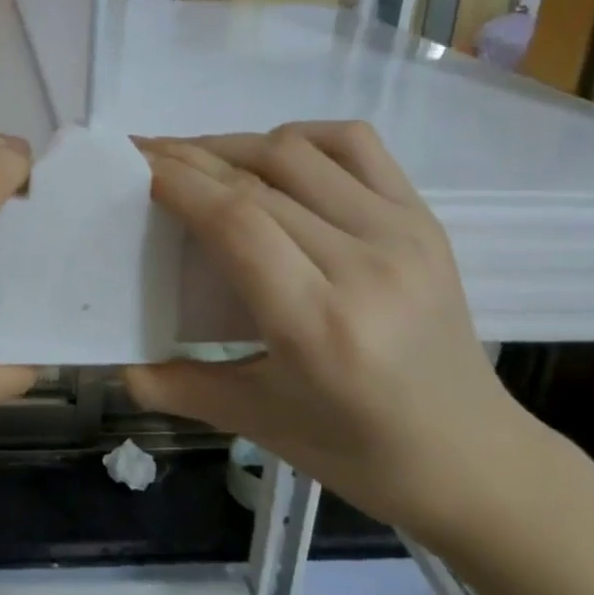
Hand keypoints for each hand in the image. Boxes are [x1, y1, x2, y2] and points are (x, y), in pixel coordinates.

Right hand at [128, 124, 533, 544]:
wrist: (474, 458)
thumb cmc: (359, 451)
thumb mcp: (260, 423)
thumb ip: (181, 387)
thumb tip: (119, 366)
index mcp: (319, 325)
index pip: (235, 221)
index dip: (178, 181)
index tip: (134, 164)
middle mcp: (364, 265)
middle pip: (257, 180)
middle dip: (190, 158)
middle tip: (145, 154)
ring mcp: (401, 234)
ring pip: (297, 152)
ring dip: (235, 144)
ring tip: (197, 158)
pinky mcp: (423, 219)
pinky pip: (354, 145)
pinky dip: (301, 137)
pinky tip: (272, 155)